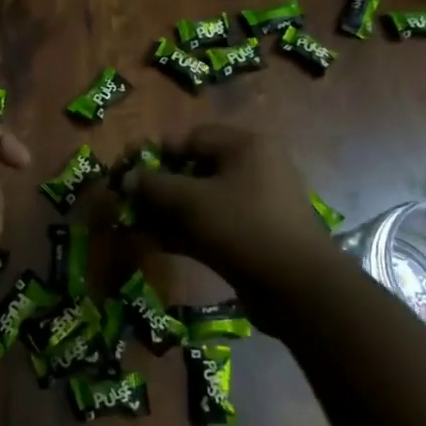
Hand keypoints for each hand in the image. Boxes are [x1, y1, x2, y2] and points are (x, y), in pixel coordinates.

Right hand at [124, 124, 334, 298]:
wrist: (298, 287)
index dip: (157, 154)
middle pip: (194, 170)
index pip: (191, 138)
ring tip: (135, 227)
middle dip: (159, 188)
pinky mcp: (252, 236)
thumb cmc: (243, 227)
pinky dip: (184, 232)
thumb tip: (127, 178)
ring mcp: (254, 204)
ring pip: (200, 201)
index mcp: (245, 146)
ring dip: (167, 213)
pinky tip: (154, 245)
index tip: (129, 173)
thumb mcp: (191, 201)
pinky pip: (210, 225)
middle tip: (129, 204)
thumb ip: (154, 186)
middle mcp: (252, 168)